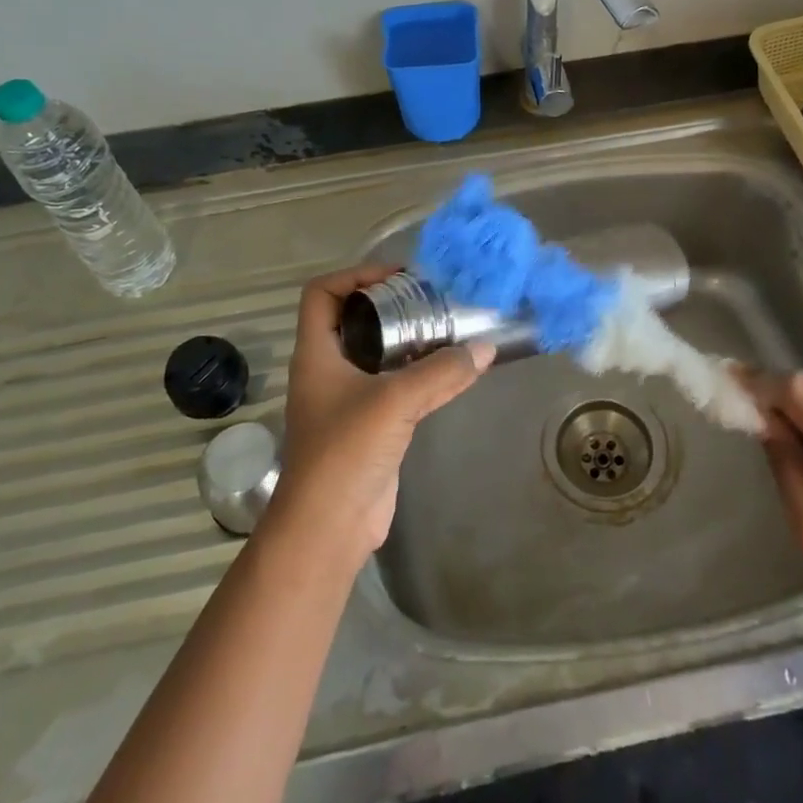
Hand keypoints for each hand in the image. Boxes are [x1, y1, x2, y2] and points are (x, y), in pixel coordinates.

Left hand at [269, 265, 491, 559]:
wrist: (329, 526)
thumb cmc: (346, 451)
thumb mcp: (395, 401)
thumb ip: (441, 372)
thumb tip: (485, 348)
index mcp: (316, 353)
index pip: (322, 293)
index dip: (355, 276)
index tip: (397, 278)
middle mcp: (327, 370)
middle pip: (353, 319)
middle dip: (390, 306)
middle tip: (431, 301)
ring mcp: (346, 399)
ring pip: (376, 353)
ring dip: (408, 340)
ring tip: (447, 329)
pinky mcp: (368, 425)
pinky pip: (393, 385)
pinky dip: (417, 373)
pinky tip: (449, 371)